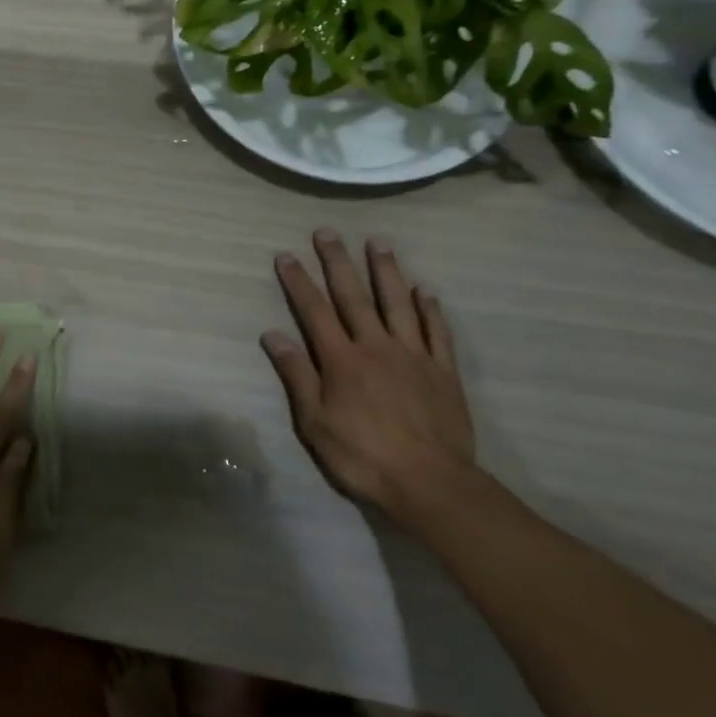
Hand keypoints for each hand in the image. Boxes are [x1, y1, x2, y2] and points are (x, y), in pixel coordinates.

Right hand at [261, 230, 476, 520]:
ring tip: (379, 243)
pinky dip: (429, 308)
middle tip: (327, 232)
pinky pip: (436, 332)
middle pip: (354, 296)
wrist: (431, 483)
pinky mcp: (443, 371)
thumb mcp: (315, 422)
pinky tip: (424, 290)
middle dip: (337, 262)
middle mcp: (376, 346)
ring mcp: (413, 356)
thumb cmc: (363, 456)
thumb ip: (297, 375)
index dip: (299, 282)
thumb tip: (272, 335)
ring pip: (398, 304)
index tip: (286, 255)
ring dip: (386, 271)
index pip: (314, 311)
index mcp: (342, 360)